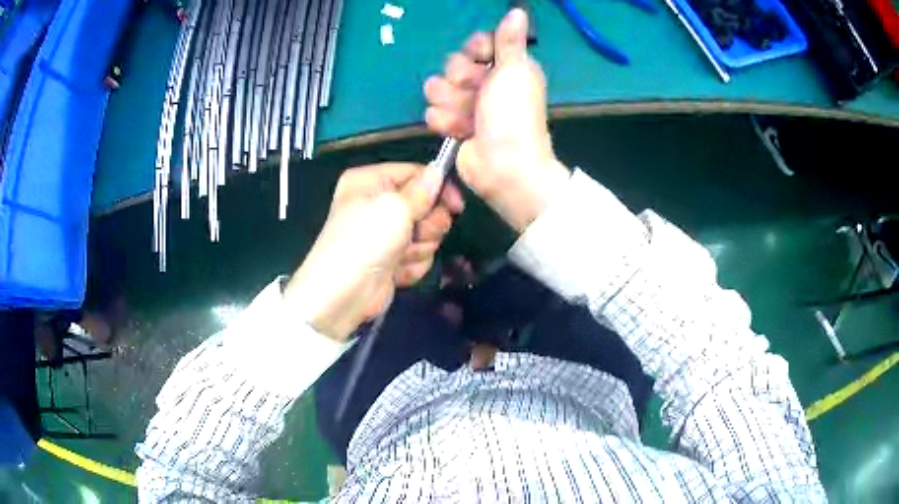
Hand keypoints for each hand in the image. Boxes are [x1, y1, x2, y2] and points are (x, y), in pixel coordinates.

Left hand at [284, 163, 463, 341]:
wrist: (343, 295)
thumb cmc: (365, 241)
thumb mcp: (394, 207)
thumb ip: (422, 190)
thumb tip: (438, 170)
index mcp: (371, 181)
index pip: (417, 173)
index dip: (439, 188)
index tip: (456, 205)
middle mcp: (377, 203)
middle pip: (426, 205)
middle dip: (428, 224)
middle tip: (418, 233)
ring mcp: (385, 233)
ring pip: (427, 233)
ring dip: (419, 248)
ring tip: (401, 256)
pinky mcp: (392, 259)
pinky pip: (419, 255)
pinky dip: (412, 265)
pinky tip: (397, 272)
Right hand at [424, 8, 569, 231]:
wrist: (504, 165)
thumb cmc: (513, 116)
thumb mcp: (515, 70)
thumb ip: (510, 40)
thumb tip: (517, 11)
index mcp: (506, 67)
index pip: (477, 43)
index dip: (474, 49)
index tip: (482, 58)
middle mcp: (486, 82)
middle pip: (453, 64)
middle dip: (462, 80)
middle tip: (478, 94)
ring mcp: (467, 104)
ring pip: (437, 87)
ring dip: (452, 103)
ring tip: (470, 117)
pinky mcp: (452, 124)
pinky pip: (433, 111)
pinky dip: (446, 122)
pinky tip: (461, 131)